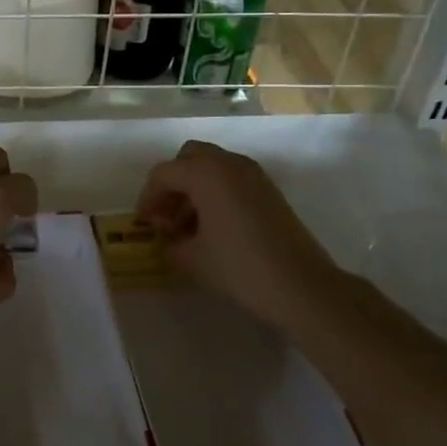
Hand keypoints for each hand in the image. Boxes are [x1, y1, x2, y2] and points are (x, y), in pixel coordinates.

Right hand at [135, 141, 347, 324]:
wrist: (302, 287)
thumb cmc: (239, 267)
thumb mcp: (191, 260)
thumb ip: (169, 244)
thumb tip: (166, 240)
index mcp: (206, 172)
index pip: (164, 174)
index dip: (147, 198)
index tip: (143, 225)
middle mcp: (230, 163)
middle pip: (189, 158)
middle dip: (172, 184)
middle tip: (165, 216)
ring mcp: (254, 175)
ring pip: (212, 168)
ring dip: (194, 189)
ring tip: (187, 228)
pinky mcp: (269, 191)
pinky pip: (232, 180)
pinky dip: (215, 194)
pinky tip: (213, 229)